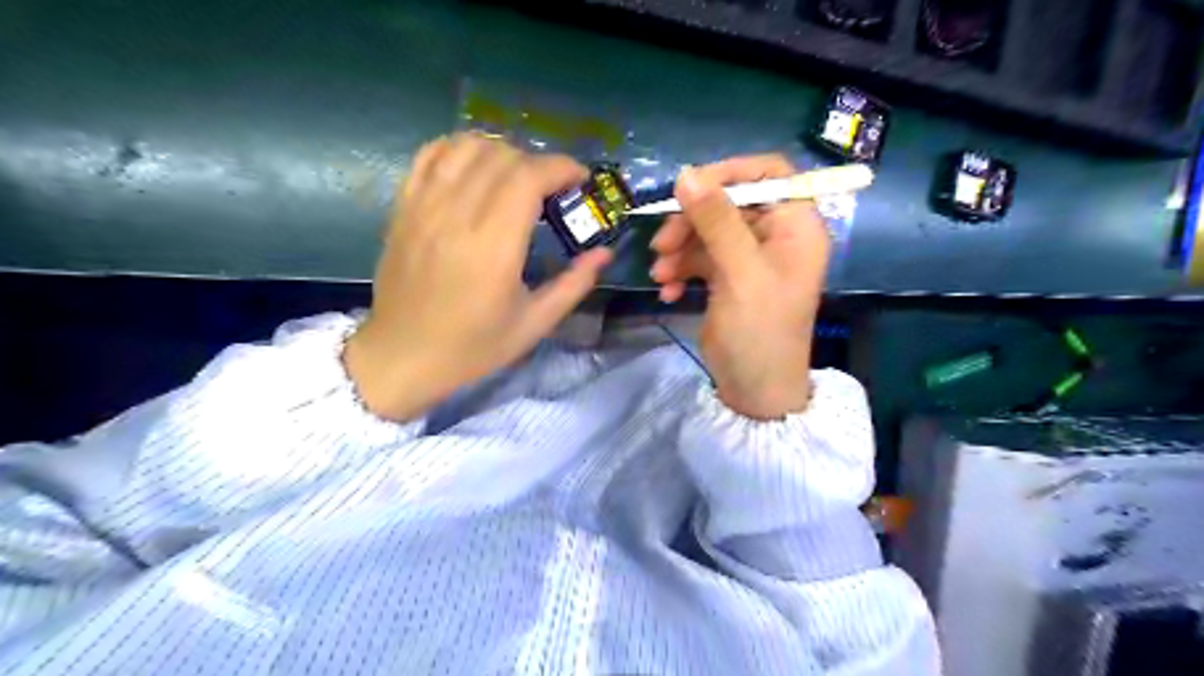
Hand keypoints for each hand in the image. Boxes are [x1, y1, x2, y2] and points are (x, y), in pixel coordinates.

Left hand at [345, 132, 611, 418]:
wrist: (402, 355)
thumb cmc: (473, 347)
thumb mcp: (534, 324)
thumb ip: (574, 284)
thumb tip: (605, 252)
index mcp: (494, 248)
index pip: (528, 177)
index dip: (561, 167)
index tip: (580, 179)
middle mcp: (456, 216)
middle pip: (501, 156)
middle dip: (537, 162)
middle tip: (551, 188)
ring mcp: (424, 207)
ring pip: (466, 146)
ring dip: (500, 151)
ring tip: (515, 176)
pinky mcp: (403, 207)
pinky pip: (431, 155)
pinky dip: (459, 149)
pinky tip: (475, 168)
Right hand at [651, 156, 829, 419]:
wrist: (754, 390)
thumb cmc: (760, 331)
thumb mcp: (740, 273)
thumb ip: (716, 222)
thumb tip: (686, 174)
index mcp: (795, 226)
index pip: (769, 173)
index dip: (730, 172)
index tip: (690, 185)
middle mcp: (775, 235)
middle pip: (729, 203)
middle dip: (691, 222)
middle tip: (661, 244)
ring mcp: (750, 257)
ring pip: (708, 231)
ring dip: (680, 249)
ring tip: (660, 274)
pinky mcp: (728, 277)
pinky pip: (700, 259)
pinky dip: (682, 271)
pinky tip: (668, 292)